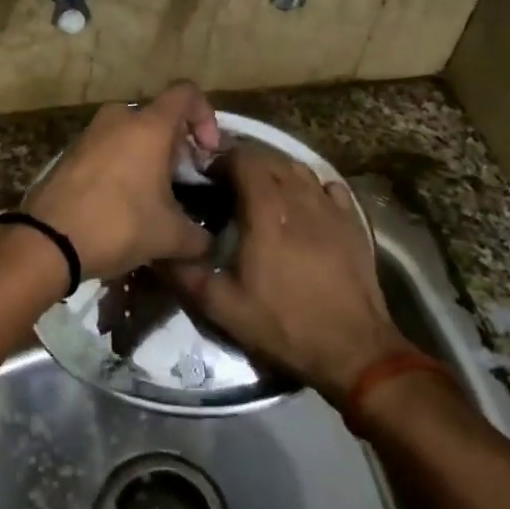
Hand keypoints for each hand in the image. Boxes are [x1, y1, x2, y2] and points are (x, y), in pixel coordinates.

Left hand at [24, 82, 221, 278]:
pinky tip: (122, 204)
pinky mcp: (69, 154)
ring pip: (130, 134)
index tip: (207, 153)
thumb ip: (199, 236)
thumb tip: (208, 243)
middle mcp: (118, 119)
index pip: (187, 94)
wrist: (48, 241)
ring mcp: (89, 134)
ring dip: (147, 159)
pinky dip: (121, 167)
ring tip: (153, 198)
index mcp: (149, 125)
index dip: (206, 117)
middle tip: (182, 183)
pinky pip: (107, 150)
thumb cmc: (119, 225)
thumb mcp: (170, 237)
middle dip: (176, 147)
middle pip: (158, 118)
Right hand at [164, 143, 409, 403]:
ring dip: (277, 171)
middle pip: (272, 159)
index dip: (222, 159)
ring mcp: (331, 209)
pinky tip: (303, 204)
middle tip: (228, 183)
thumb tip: (155, 252)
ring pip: (301, 170)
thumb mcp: (222, 307)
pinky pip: (329, 188)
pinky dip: (311, 187)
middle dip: (247, 162)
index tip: (207, 174)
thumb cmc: (283, 324)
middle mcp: (300, 198)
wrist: (352, 349)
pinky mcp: (354, 223)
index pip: (244, 159)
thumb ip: (185, 274)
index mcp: (267, 211)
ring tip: (262, 190)